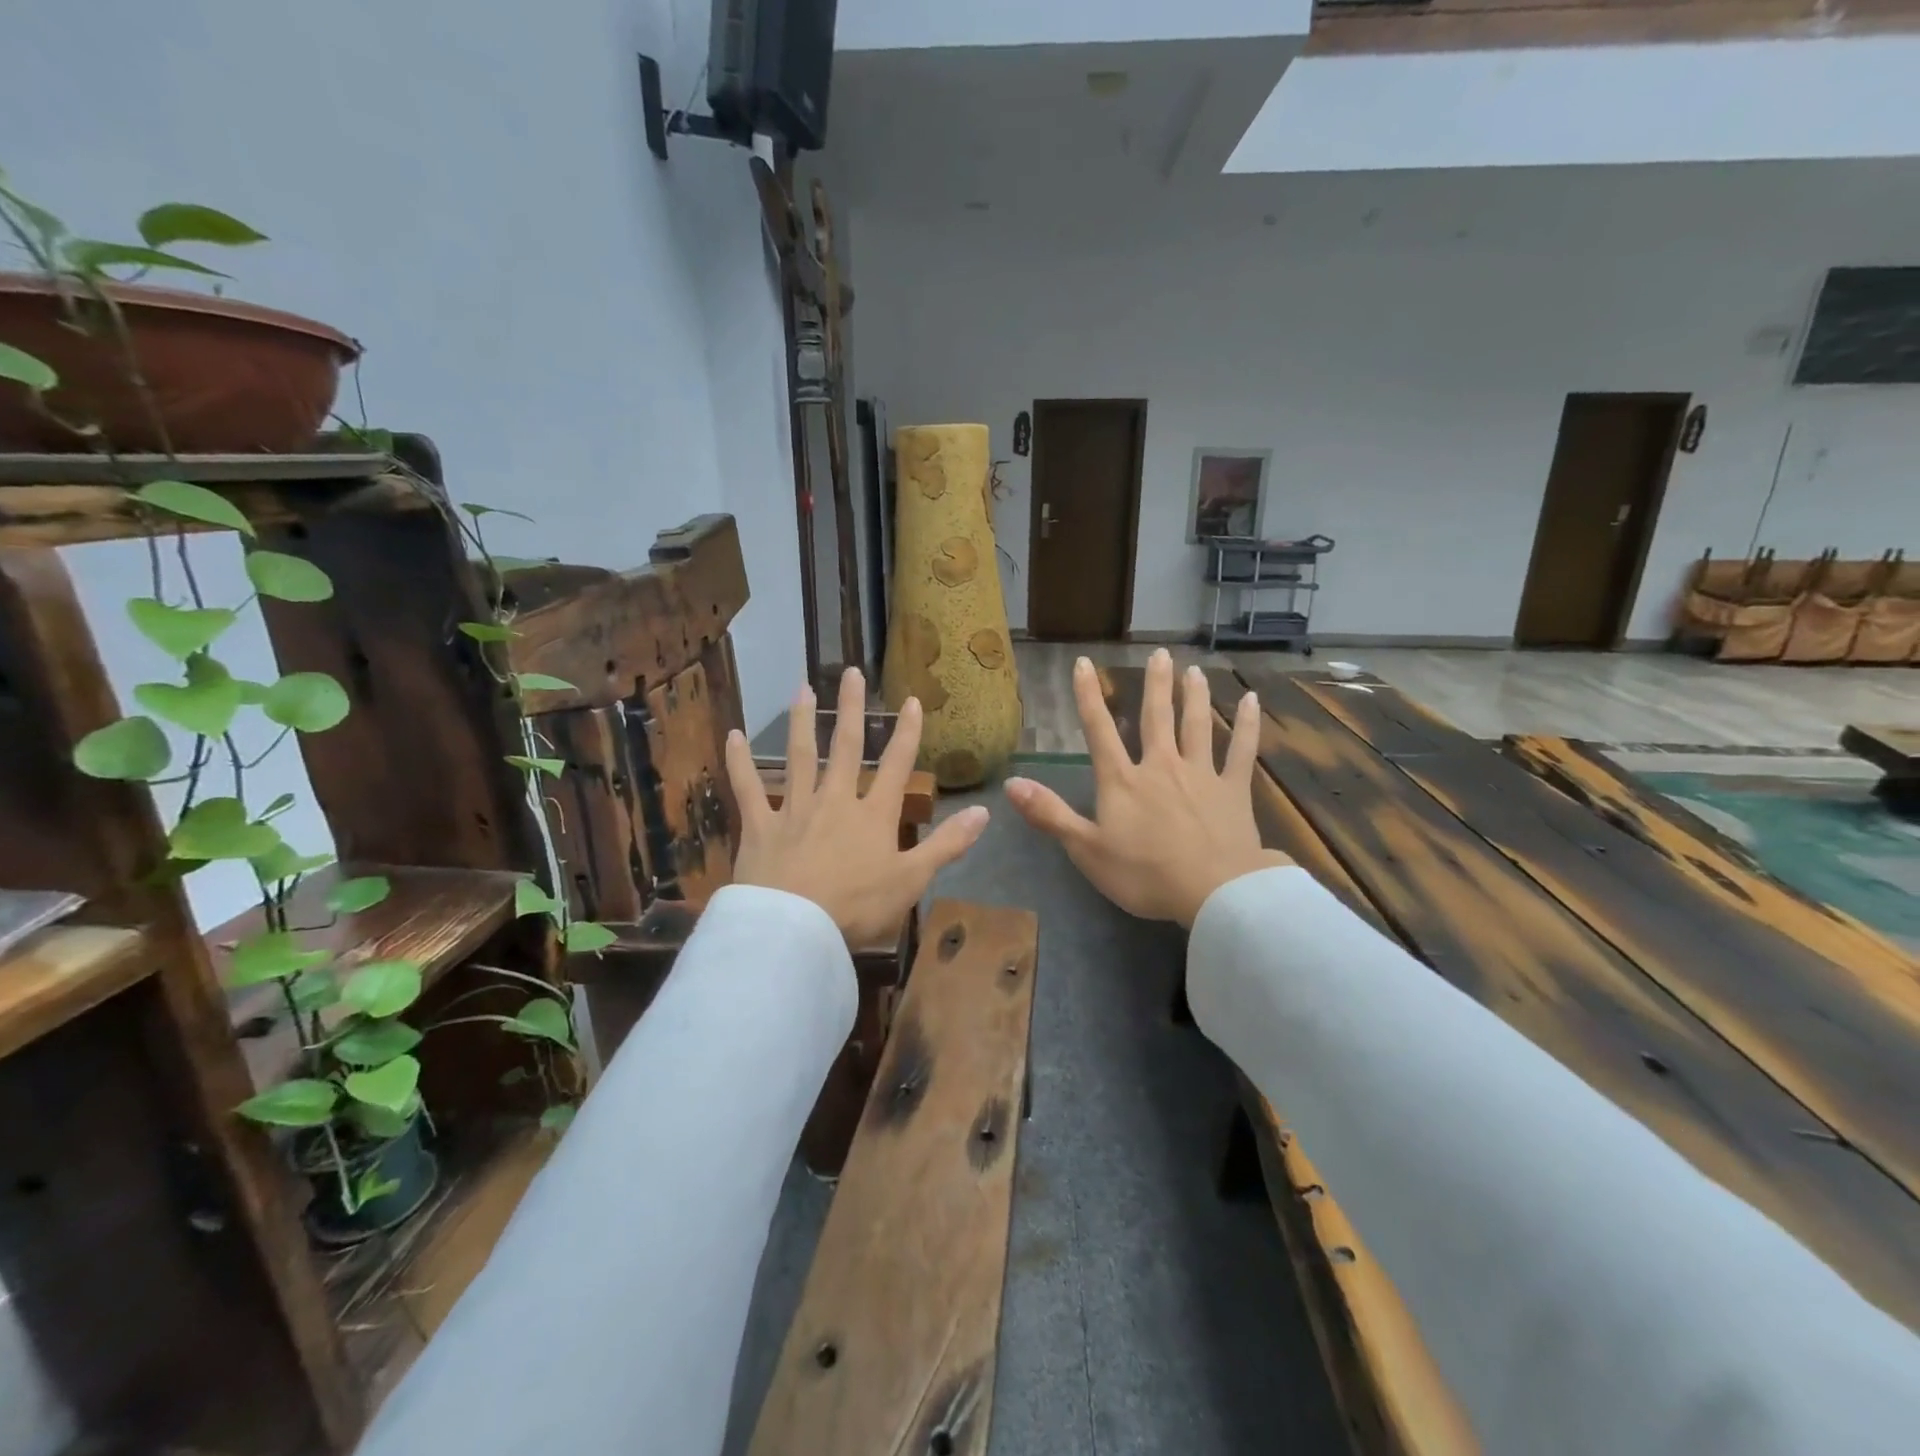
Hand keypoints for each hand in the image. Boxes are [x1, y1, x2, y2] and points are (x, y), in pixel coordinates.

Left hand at [725, 668, 988, 946]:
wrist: (795, 930)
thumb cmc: (857, 907)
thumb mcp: (912, 880)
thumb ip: (947, 844)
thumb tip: (984, 811)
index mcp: (873, 815)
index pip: (896, 765)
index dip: (906, 732)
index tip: (911, 700)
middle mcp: (835, 800)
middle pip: (845, 747)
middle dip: (851, 709)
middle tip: (851, 673)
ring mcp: (795, 809)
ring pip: (799, 756)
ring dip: (801, 721)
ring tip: (803, 687)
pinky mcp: (760, 825)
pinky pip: (748, 788)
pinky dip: (739, 762)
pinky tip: (732, 736)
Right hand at [1004, 651, 1288, 928]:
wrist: (1213, 892)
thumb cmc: (1144, 874)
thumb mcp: (1086, 849)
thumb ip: (1049, 814)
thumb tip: (1011, 783)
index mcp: (1123, 781)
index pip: (1099, 730)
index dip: (1088, 696)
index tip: (1083, 664)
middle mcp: (1161, 766)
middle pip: (1156, 717)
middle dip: (1155, 685)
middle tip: (1159, 654)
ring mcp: (1201, 774)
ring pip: (1197, 725)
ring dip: (1194, 696)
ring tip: (1193, 671)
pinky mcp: (1234, 789)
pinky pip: (1242, 751)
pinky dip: (1248, 725)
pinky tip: (1253, 701)